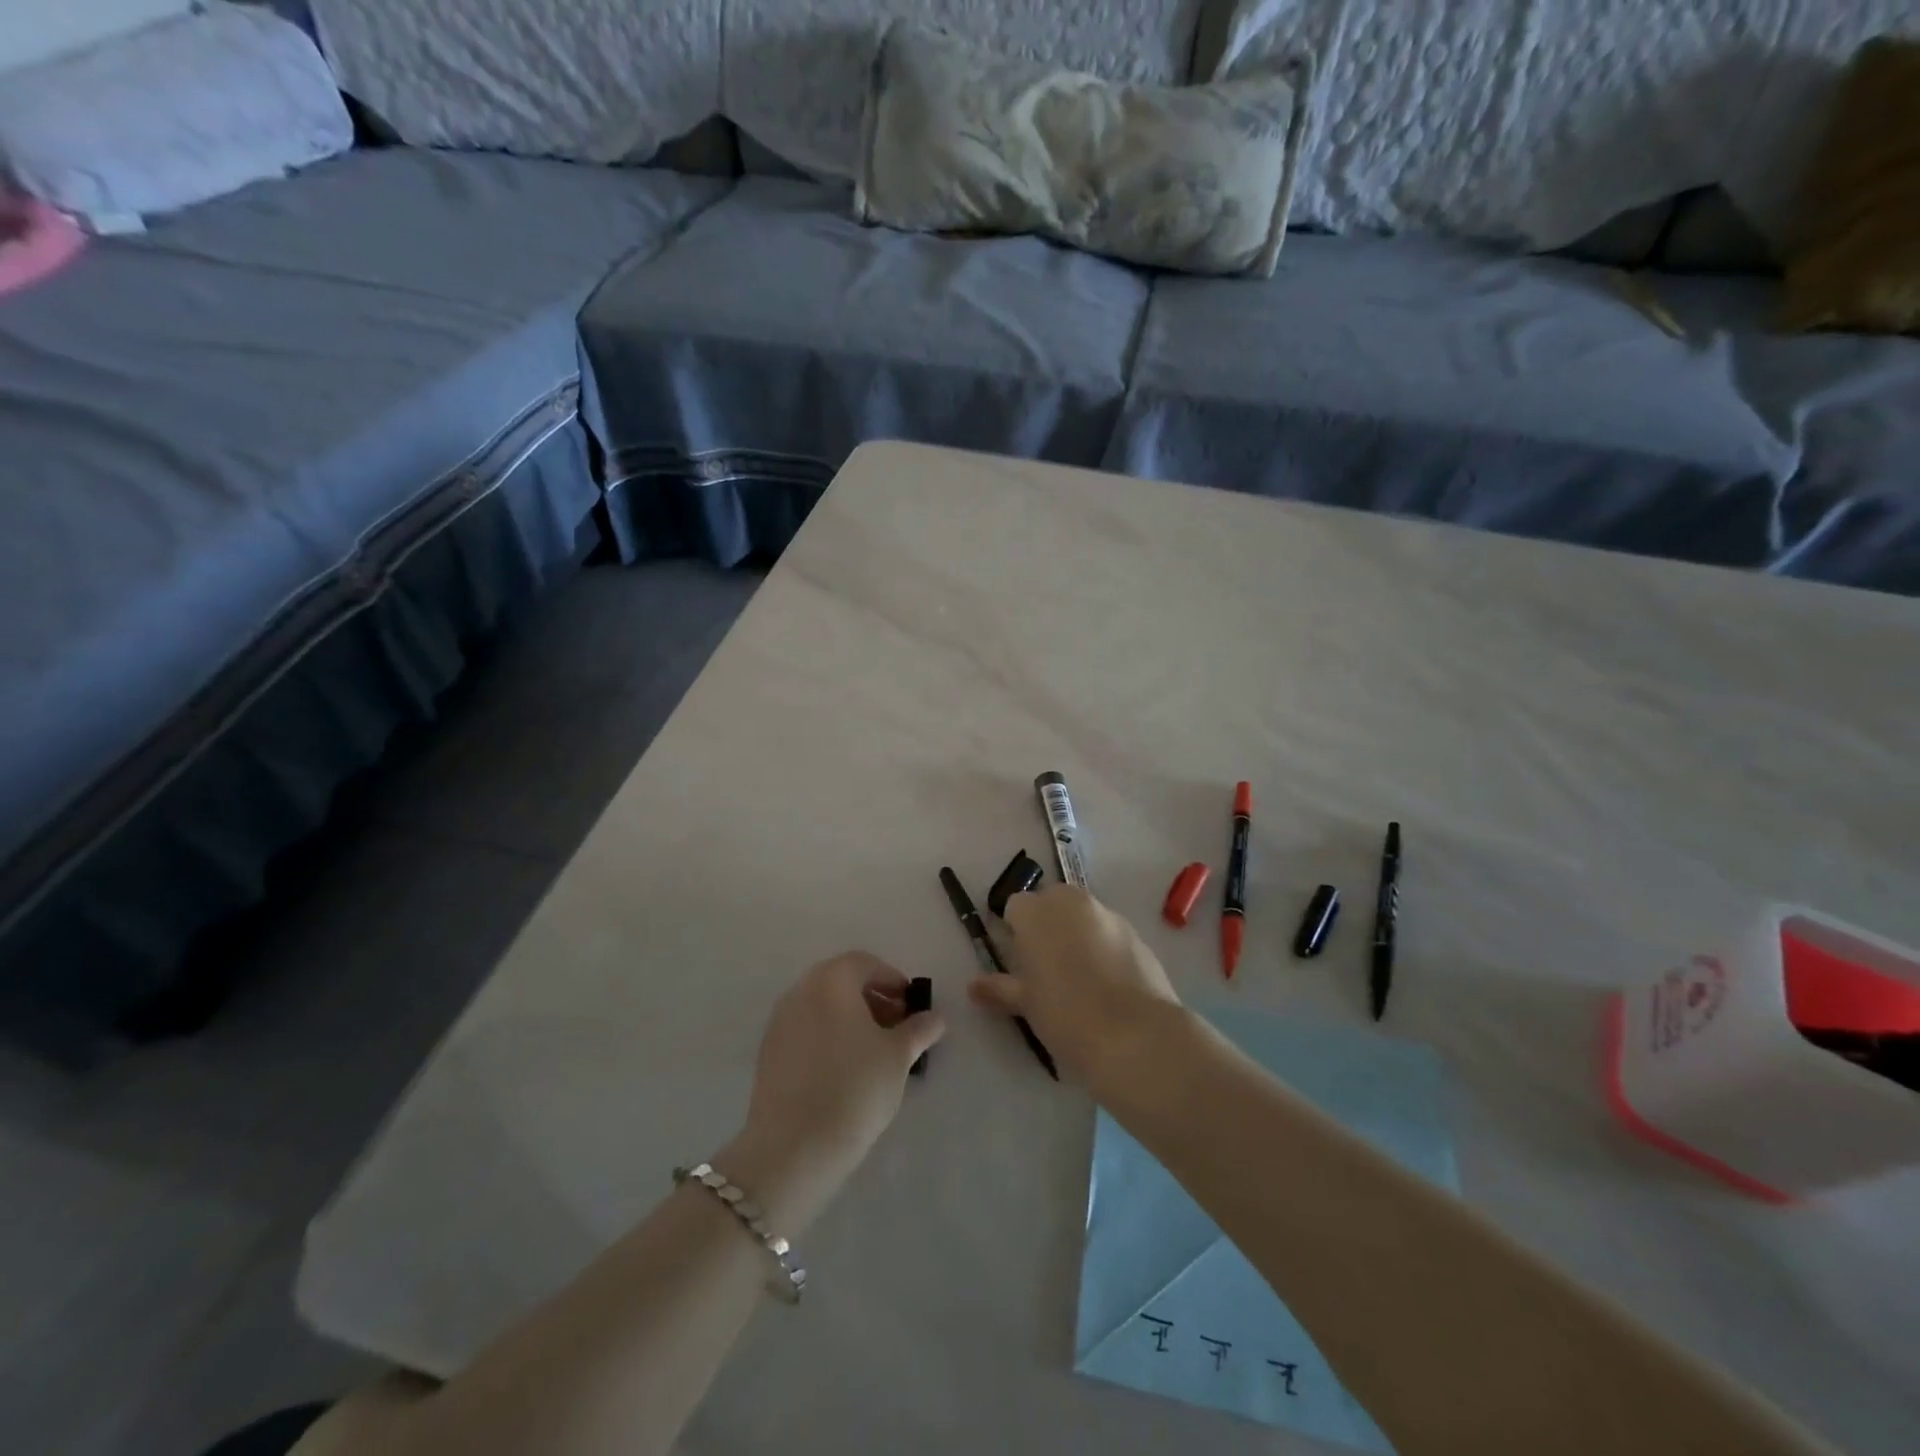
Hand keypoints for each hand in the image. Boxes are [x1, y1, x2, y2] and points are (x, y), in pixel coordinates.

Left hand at [725, 953, 944, 1231]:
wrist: (794, 1147)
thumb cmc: (855, 1088)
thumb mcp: (898, 1056)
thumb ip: (918, 1030)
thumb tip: (935, 1017)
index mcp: (832, 980)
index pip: (866, 963)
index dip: (893, 980)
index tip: (911, 1007)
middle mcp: (801, 990)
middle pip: (841, 981)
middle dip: (872, 998)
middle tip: (896, 1027)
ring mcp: (780, 1021)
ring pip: (822, 1005)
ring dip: (850, 1017)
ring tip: (874, 1051)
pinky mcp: (769, 1052)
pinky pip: (806, 1029)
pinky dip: (828, 1035)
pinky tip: (845, 1069)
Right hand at [968, 885, 1180, 1089]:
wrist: (1135, 1035)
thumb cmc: (1066, 1014)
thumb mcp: (1026, 1004)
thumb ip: (999, 988)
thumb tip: (974, 986)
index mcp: (1037, 912)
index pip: (1015, 907)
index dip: (1015, 931)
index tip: (1019, 961)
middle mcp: (1072, 902)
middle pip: (1051, 901)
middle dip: (1047, 925)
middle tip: (1046, 966)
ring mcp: (1108, 914)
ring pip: (1083, 915)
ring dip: (1077, 933)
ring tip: (1079, 977)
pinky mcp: (1136, 934)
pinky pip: (1110, 932)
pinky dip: (1105, 947)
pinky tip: (1108, 983)